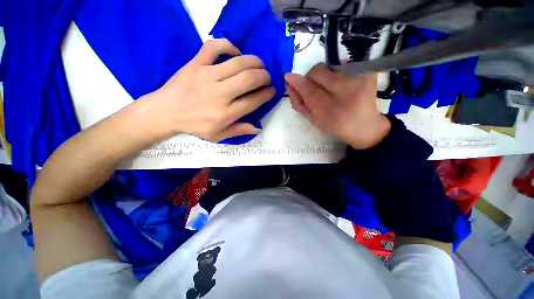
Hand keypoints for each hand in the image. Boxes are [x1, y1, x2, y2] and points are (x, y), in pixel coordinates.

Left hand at [140, 38, 274, 141]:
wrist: (165, 112)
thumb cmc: (194, 126)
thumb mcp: (217, 136)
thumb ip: (238, 131)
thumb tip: (257, 128)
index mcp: (225, 113)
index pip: (253, 101)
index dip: (267, 94)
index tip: (272, 90)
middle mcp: (220, 94)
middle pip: (249, 79)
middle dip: (264, 76)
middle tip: (267, 77)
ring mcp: (207, 75)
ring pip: (238, 63)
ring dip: (254, 62)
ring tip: (259, 65)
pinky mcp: (196, 63)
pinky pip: (214, 47)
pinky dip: (228, 45)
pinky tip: (235, 52)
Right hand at [284, 63, 389, 149]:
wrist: (364, 126)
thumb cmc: (334, 125)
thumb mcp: (313, 120)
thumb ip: (299, 103)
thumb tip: (289, 84)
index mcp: (331, 111)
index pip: (309, 90)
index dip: (297, 82)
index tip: (288, 77)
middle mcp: (347, 92)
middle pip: (318, 72)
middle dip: (310, 78)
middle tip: (314, 88)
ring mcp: (360, 79)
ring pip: (328, 65)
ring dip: (322, 74)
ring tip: (328, 87)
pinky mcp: (368, 71)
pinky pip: (341, 63)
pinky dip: (334, 71)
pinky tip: (339, 83)